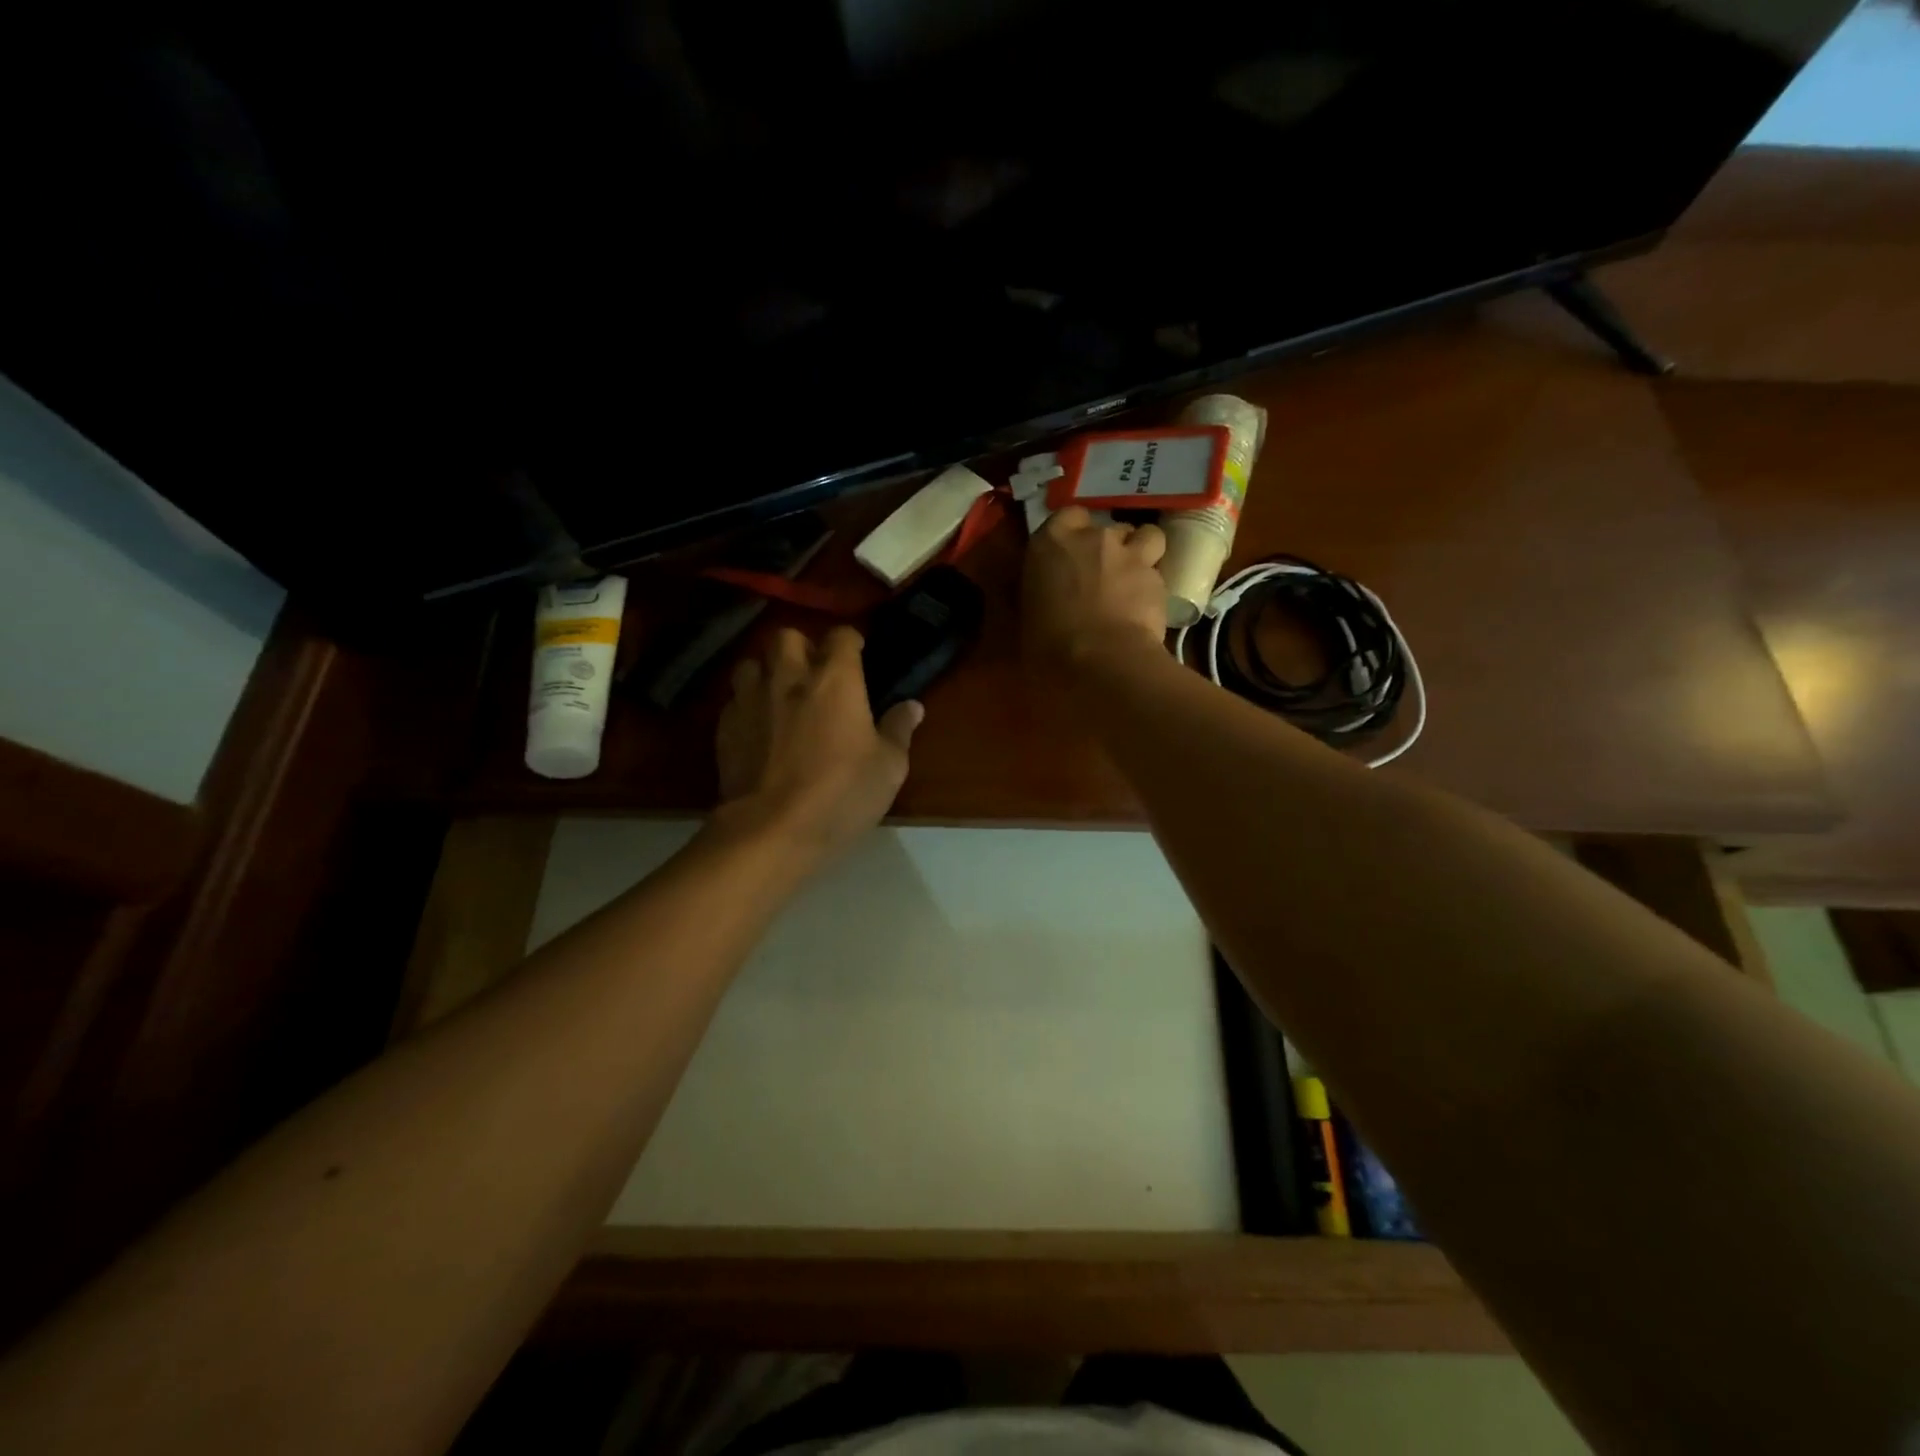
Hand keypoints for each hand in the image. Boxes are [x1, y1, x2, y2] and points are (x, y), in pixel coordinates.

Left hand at [716, 625, 921, 860]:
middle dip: (801, 646)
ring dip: (767, 671)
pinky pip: (735, 700)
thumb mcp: (888, 768)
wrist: (771, 830)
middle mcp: (789, 677)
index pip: (840, 636)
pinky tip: (759, 727)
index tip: (858, 654)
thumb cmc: (841, 795)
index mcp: (835, 680)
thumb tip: (911, 706)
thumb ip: (898, 730)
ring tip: (780, 694)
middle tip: (814, 672)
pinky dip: (748, 705)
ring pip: (752, 663)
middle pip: (786, 636)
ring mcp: (750, 700)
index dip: (850, 641)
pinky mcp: (725, 727)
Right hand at [1022, 507, 1168, 669]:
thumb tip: (1038, 596)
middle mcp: (1094, 538)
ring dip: (1139, 552)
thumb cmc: (1048, 644)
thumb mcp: (1026, 618)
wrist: (1103, 663)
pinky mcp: (1159, 580)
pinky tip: (1144, 609)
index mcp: (1053, 542)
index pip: (1067, 516)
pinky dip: (1151, 587)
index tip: (1068, 556)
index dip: (1072, 533)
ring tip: (1132, 579)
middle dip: (1105, 547)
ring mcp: (1131, 555)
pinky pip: (1157, 574)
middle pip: (1107, 527)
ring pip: (1146, 536)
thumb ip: (1035, 595)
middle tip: (1098, 575)